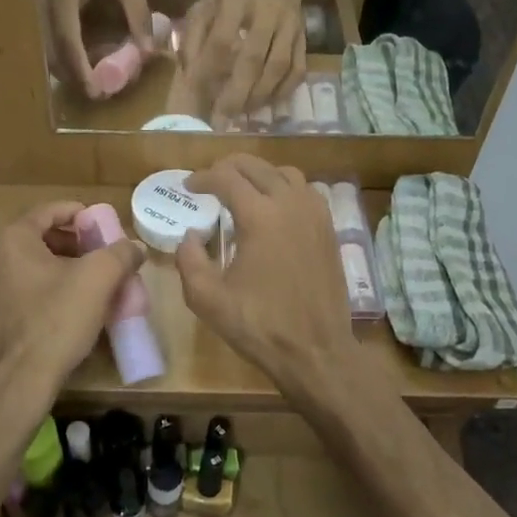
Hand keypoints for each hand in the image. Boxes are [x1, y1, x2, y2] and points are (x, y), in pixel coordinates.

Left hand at [0, 202, 146, 410]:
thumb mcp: (98, 280)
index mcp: (12, 239)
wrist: (16, 384)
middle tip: (102, 258)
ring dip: (62, 269)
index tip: (105, 228)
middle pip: (40, 237)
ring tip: (90, 286)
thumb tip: (133, 247)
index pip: (51, 210)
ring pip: (31, 266)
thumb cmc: (55, 322)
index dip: (82, 215)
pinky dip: (45, 290)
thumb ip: (120, 253)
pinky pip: (21, 291)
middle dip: (75, 244)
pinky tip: (67, 311)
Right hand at [40, 0, 152, 97]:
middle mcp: (44, 6)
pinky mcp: (46, 16)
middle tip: (102, 94)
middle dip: (76, 78)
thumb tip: (147, 52)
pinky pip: (54, 45)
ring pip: (51, 53)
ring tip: (99, 84)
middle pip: (54, 54)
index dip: (80, 70)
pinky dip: (70, 61)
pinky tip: (90, 68)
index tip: (94, 92)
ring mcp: (41, 12)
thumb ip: (138, 14)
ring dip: (72, 72)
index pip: (67, 41)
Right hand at [175, 156, 358, 400]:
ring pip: (285, 173)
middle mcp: (290, 204)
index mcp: (260, 216)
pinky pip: (306, 191)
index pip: (226, 177)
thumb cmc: (260, 325)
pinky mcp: (329, 229)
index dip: (202, 177)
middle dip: (228, 167)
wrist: (316, 351)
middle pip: (256, 166)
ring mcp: (315, 214)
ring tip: (242, 191)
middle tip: (209, 182)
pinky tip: (273, 209)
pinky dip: (284, 188)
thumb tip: (189, 236)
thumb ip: (189, 260)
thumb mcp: (208, 299)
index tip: (188, 187)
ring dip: (259, 174)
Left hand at [181, 0, 307, 128]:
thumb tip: (187, 73)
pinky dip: (282, 92)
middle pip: (253, 59)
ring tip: (240, 114)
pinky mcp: (305, 39)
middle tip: (221, 118)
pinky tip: (265, 104)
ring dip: (258, 96)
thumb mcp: (205, 5)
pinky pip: (297, 71)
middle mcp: (267, 11)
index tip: (199, 96)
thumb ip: (191, 36)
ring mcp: (290, 26)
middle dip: (236, 93)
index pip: (221, 40)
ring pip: (278, 68)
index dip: (209, 71)